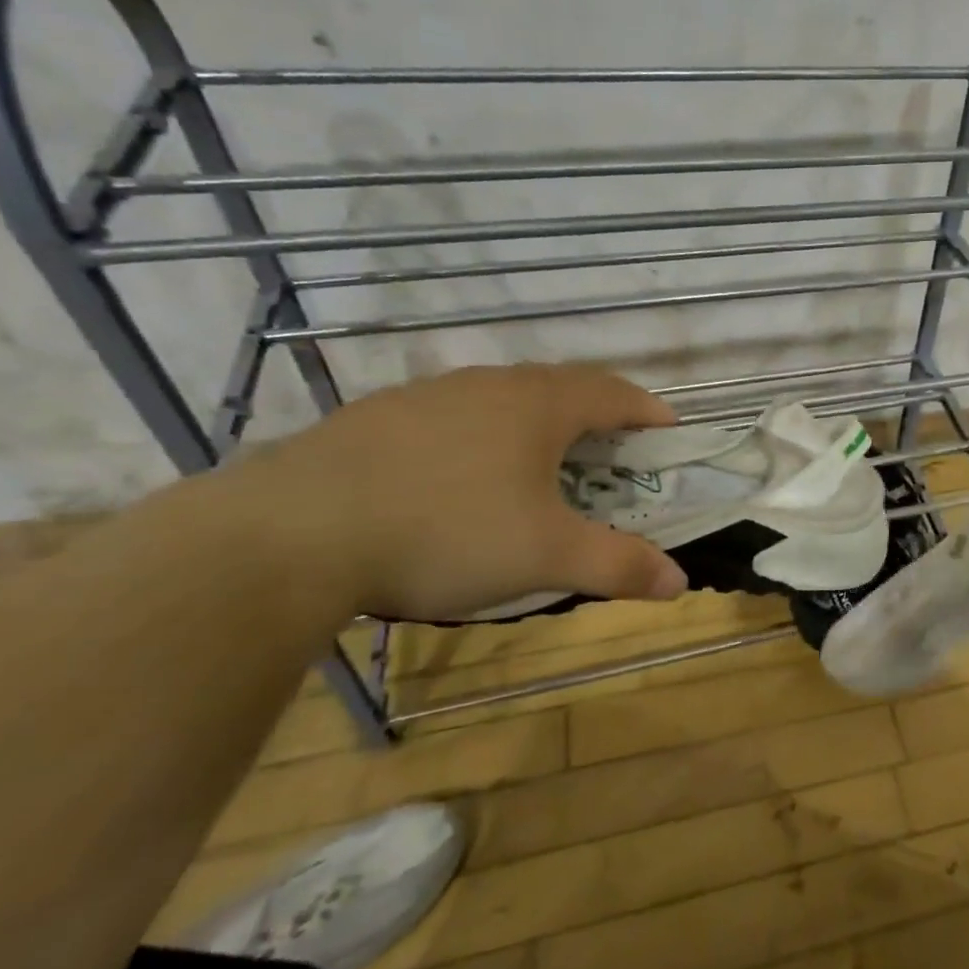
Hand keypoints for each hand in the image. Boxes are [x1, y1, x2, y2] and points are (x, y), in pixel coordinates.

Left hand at [236, 364, 688, 621]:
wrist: (289, 534)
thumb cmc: (445, 532)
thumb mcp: (546, 556)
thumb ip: (618, 565)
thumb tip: (680, 583)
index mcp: (539, 405)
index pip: (614, 393)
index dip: (649, 411)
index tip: (670, 432)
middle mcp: (490, 385)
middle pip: (562, 387)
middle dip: (598, 415)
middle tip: (613, 452)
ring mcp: (429, 395)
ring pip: (504, 398)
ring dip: (538, 423)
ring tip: (542, 464)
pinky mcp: (378, 417)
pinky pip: (454, 416)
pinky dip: (482, 436)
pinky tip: (461, 479)